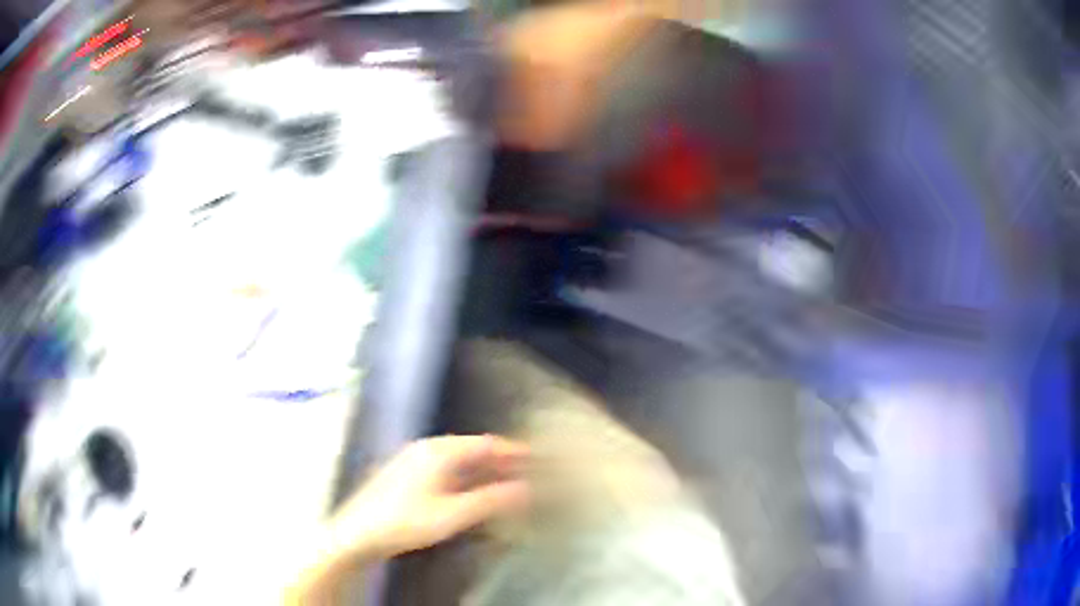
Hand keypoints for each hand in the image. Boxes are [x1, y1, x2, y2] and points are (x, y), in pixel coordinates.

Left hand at [328, 435, 530, 560]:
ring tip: (506, 481)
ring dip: (482, 470)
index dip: (511, 450)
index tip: (535, 456)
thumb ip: (490, 500)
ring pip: (457, 460)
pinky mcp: (406, 474)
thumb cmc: (406, 521)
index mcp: (439, 451)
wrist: (359, 532)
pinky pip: (445, 469)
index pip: (484, 444)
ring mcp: (414, 460)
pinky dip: (465, 477)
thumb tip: (524, 489)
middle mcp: (426, 449)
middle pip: (471, 449)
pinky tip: (473, 491)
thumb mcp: (453, 514)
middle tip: (526, 470)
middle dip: (499, 460)